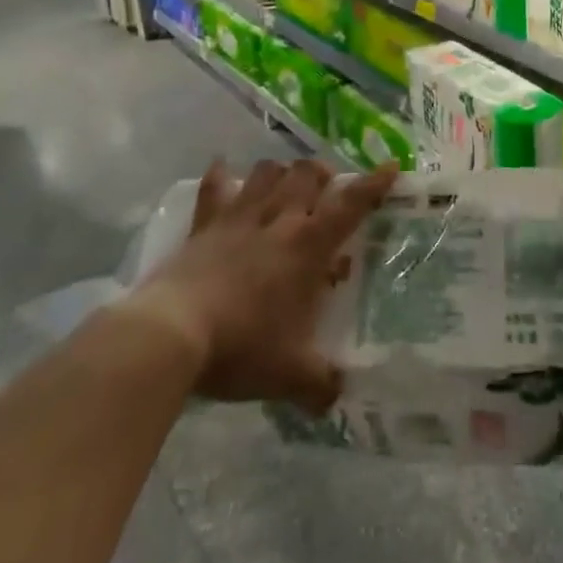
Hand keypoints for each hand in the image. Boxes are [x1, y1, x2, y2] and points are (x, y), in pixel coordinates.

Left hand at [126, 160, 396, 411]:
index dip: (374, 184)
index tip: (391, 167)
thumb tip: (338, 396)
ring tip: (286, 186)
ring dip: (282, 173)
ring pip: (268, 172)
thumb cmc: (241, 347)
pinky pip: (214, 186)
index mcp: (308, 246)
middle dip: (323, 175)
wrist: (171, 335)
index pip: (351, 204)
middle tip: (327, 192)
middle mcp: (279, 219)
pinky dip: (220, 176)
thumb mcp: (290, 375)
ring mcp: (238, 217)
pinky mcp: (204, 224)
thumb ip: (321, 384)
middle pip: (308, 174)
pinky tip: (222, 171)